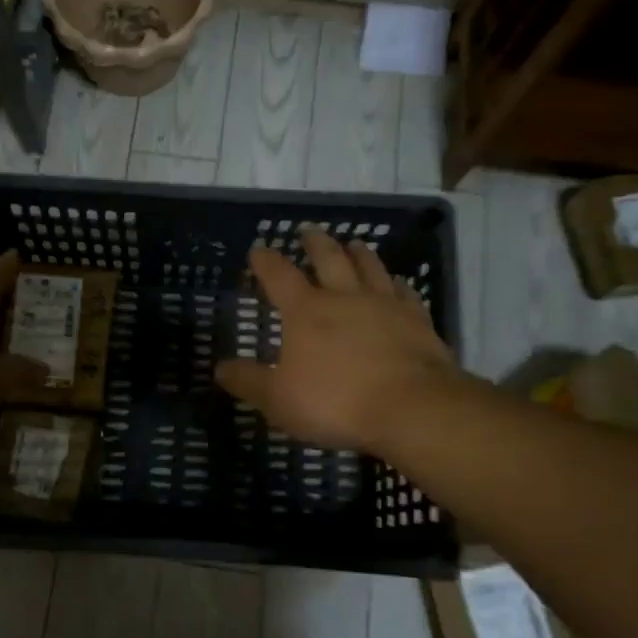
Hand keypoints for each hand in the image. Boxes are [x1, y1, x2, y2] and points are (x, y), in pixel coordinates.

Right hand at [216, 230, 461, 455]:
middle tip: (309, 230)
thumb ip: (248, 381)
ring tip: (354, 243)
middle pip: (329, 259)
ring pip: (370, 268)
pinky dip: (398, 284)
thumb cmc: (335, 401)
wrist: (412, 407)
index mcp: (306, 311)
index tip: (258, 248)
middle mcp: (345, 297)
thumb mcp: (278, 398)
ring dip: (359, 253)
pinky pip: (405, 293)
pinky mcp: (417, 321)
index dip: (266, 261)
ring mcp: (385, 306)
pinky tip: (398, 283)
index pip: (279, 276)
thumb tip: (220, 368)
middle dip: (315, 244)